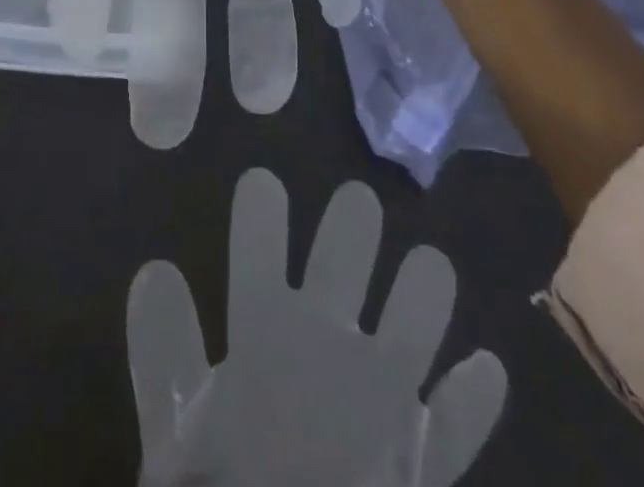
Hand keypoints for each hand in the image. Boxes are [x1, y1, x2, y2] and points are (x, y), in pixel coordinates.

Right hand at [129, 169, 506, 486]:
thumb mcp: (171, 437)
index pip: (259, 236)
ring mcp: (389, 397)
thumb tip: (155, 270)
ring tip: (430, 265)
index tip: (263, 183)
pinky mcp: (429, 461)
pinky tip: (488, 368)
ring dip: (425, 284)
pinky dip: (474, 394)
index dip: (261, 201)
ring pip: (419, 312)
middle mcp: (331, 342)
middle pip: (347, 250)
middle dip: (353, 219)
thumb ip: (160, 349)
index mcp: (265, 330)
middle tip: (358, 203)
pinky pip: (461, 422)